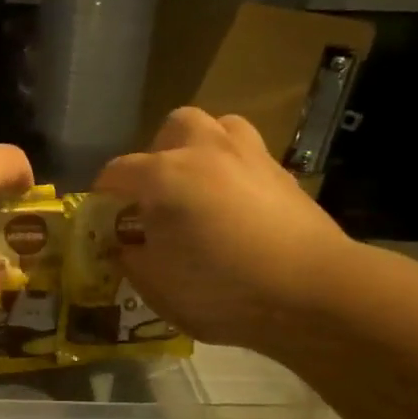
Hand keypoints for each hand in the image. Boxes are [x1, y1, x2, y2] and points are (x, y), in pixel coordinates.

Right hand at [94, 108, 353, 348]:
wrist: (314, 291)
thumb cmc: (222, 290)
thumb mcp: (157, 286)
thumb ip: (131, 258)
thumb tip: (125, 244)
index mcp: (163, 176)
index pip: (117, 172)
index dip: (103, 195)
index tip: (104, 219)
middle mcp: (204, 151)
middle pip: (173, 127)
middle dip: (158, 153)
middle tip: (158, 192)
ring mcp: (249, 156)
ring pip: (219, 127)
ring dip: (202, 148)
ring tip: (200, 186)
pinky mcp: (283, 173)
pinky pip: (249, 155)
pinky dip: (235, 170)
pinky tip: (237, 206)